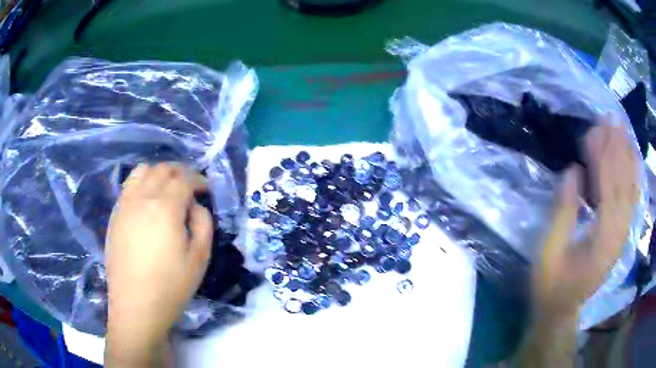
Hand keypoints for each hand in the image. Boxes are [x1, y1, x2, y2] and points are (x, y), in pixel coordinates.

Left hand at [105, 163, 212, 365]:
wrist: (136, 306)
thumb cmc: (171, 286)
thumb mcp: (199, 258)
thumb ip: (203, 223)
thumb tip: (195, 205)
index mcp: (165, 208)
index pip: (184, 178)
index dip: (199, 180)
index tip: (206, 189)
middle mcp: (142, 198)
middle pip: (162, 169)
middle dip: (181, 172)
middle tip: (191, 187)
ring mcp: (125, 205)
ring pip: (142, 171)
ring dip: (159, 173)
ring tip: (167, 189)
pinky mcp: (115, 215)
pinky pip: (128, 186)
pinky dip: (142, 183)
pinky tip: (148, 202)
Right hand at [537, 120, 640, 318]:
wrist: (561, 311)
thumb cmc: (550, 285)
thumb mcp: (548, 254)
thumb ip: (562, 214)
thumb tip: (572, 173)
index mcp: (600, 245)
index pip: (609, 192)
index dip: (604, 159)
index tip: (595, 130)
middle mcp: (618, 238)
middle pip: (624, 187)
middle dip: (618, 150)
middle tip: (610, 119)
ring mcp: (622, 237)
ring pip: (632, 191)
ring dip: (628, 158)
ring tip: (622, 130)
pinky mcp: (622, 235)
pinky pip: (632, 200)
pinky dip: (633, 176)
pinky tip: (631, 157)